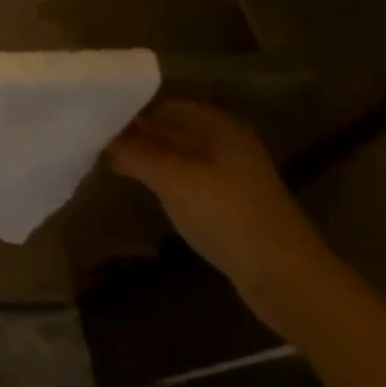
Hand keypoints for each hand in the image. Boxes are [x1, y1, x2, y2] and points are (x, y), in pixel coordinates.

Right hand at [106, 100, 337, 322]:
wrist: (288, 281)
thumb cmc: (227, 214)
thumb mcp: (172, 178)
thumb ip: (134, 151)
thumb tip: (102, 133)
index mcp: (217, 126)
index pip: (165, 105)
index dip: (132, 110)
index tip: (98, 117)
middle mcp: (226, 143)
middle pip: (172, 130)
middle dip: (137, 134)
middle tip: (96, 138)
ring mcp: (231, 177)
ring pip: (178, 156)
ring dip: (147, 158)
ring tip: (109, 160)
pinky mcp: (231, 206)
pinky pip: (188, 180)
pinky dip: (162, 179)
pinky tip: (140, 186)